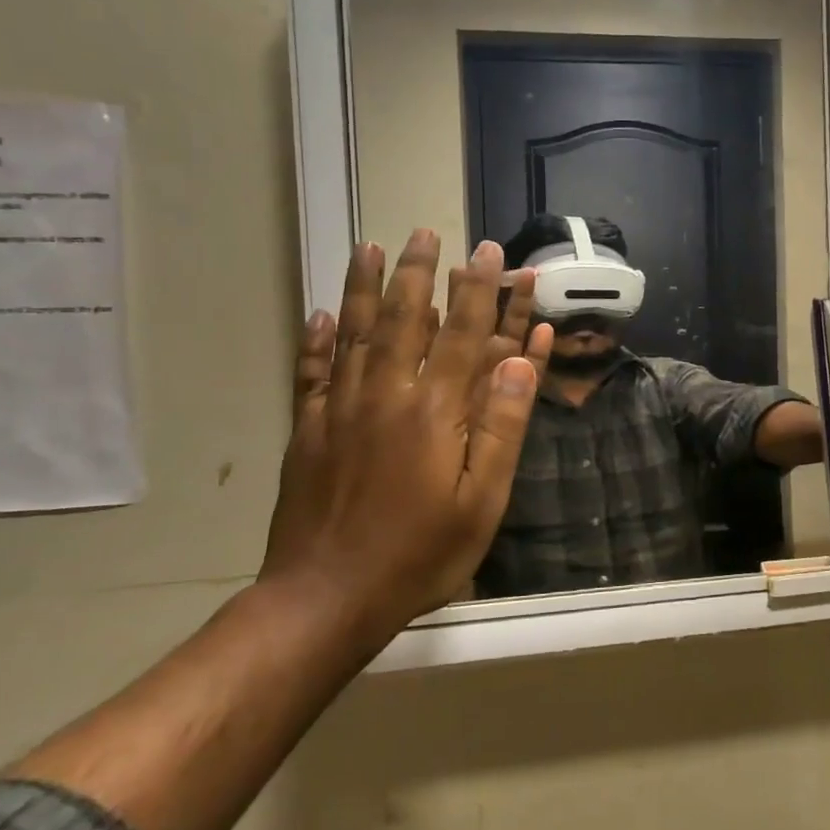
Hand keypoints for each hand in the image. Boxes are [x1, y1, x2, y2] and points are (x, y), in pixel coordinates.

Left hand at [261, 231, 553, 646]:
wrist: (327, 597)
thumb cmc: (420, 553)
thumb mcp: (482, 500)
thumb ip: (502, 426)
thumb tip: (520, 360)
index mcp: (436, 411)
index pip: (464, 335)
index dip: (482, 292)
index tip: (490, 253)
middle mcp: (387, 395)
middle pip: (406, 319)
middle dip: (421, 273)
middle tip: (426, 232)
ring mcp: (341, 409)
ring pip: (356, 333)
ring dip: (367, 287)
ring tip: (371, 247)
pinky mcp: (309, 430)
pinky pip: (313, 370)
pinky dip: (318, 338)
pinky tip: (322, 312)